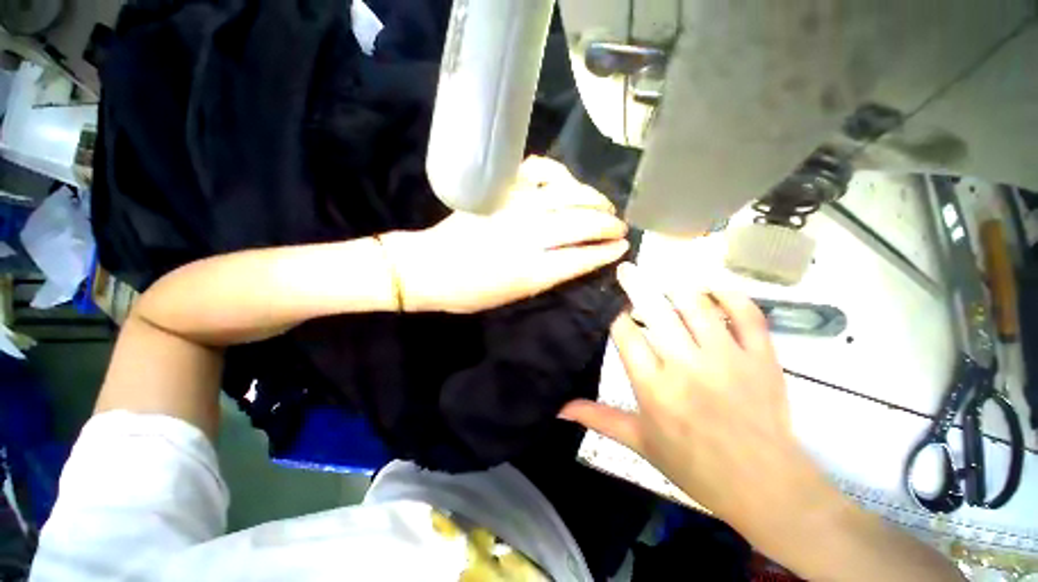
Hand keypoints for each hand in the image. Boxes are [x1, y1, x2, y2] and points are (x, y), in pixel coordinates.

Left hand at [380, 157, 628, 313]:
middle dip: (608, 224)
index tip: (622, 248)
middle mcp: (527, 236)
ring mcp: (514, 208)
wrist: (430, 267)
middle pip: (581, 223)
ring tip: (604, 205)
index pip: (582, 257)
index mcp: (531, 271)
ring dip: (593, 198)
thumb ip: (548, 277)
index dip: (606, 251)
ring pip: (567, 194)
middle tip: (620, 226)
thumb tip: (576, 258)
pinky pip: (538, 171)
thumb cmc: (471, 292)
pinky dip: (557, 174)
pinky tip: (566, 182)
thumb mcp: (514, 297)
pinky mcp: (501, 190)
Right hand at [560, 263, 830, 533]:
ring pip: (697, 304)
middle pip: (655, 310)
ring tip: (664, 278)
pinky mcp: (761, 357)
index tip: (610, 305)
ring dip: (677, 286)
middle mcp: (686, 366)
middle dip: (636, 284)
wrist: (764, 485)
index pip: (625, 333)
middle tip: (626, 269)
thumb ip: (599, 418)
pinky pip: (747, 313)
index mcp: (654, 387)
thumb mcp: (639, 442)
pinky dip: (730, 294)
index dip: (614, 314)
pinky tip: (713, 287)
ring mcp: (727, 358)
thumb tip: (559, 409)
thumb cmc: (694, 465)